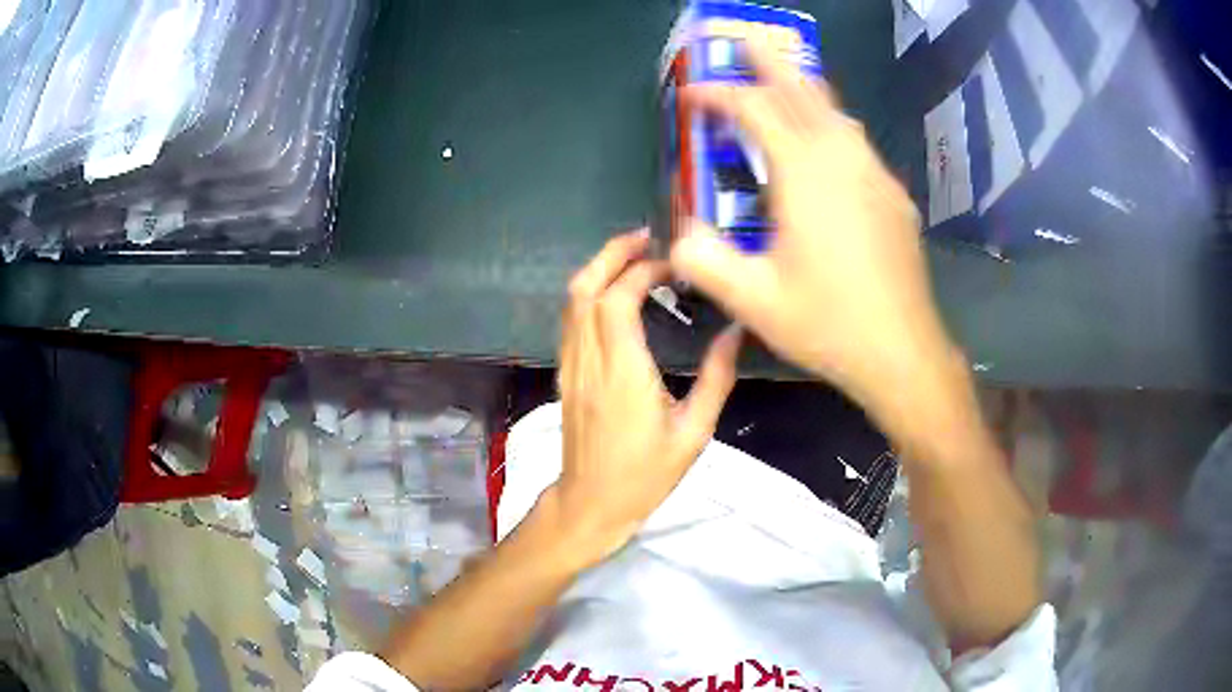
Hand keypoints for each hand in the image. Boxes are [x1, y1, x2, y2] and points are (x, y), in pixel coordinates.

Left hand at [550, 229, 741, 562]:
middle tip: (647, 237)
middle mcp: (590, 359)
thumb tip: (735, 332)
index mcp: (623, 372)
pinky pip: (571, 319)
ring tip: (634, 255)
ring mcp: (571, 365)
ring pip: (572, 301)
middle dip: (613, 253)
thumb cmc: (646, 474)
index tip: (673, 264)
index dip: (642, 270)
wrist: (592, 503)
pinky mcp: (566, 373)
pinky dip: (590, 292)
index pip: (619, 299)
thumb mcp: (694, 432)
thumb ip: (717, 378)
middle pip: (586, 288)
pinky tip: (615, 292)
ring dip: (599, 268)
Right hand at [670, 42, 961, 424]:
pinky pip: (856, 141)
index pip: (756, 112)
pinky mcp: (892, 196)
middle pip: (803, 93)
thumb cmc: (829, 325)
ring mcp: (874, 175)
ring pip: (835, 112)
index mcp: (805, 175)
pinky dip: (830, 123)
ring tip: (782, 77)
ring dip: (804, 88)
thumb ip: (706, 262)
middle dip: (769, 62)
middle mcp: (843, 160)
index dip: (720, 94)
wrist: (903, 352)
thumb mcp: (754, 301)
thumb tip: (678, 237)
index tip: (693, 90)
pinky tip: (826, 139)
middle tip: (744, 38)